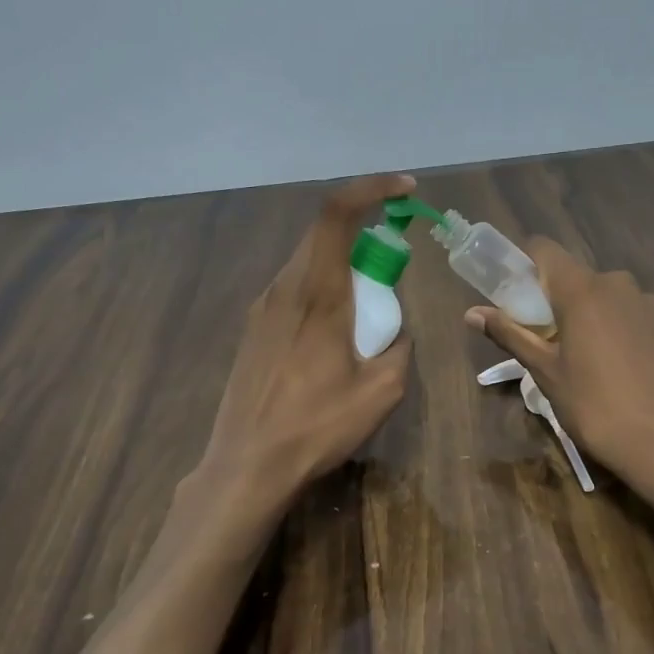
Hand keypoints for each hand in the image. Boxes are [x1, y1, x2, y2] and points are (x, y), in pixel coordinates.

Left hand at [200, 174, 415, 513]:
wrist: (247, 465)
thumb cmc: (316, 426)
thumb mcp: (382, 390)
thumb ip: (399, 345)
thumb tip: (396, 329)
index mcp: (317, 293)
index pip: (337, 213)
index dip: (372, 188)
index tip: (405, 190)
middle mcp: (284, 287)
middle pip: (323, 233)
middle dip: (365, 234)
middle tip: (394, 269)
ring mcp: (262, 307)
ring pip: (308, 261)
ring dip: (344, 266)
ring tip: (366, 313)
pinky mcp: (253, 328)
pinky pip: (294, 288)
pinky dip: (323, 289)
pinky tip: (333, 337)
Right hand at [466, 240, 653, 500]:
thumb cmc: (595, 407)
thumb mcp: (545, 373)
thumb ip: (510, 334)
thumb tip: (472, 313)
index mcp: (582, 290)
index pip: (545, 249)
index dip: (525, 264)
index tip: (515, 293)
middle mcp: (619, 285)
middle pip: (577, 277)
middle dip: (557, 300)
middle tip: (548, 341)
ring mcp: (651, 305)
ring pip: (608, 297)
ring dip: (592, 316)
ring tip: (589, 361)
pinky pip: (635, 316)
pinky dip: (622, 331)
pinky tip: (624, 370)